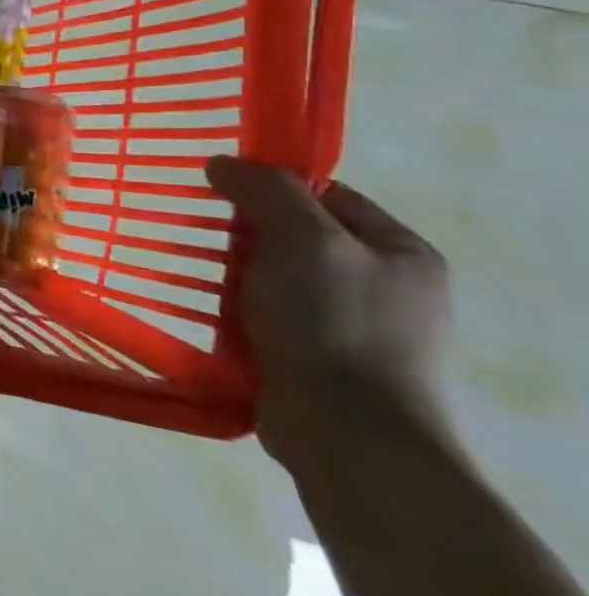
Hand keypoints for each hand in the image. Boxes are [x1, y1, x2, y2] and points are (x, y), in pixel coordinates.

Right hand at [206, 156, 451, 467]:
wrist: (345, 432)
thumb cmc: (332, 324)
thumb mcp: (303, 240)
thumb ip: (266, 191)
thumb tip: (222, 163)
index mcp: (401, 253)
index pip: (326, 195)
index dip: (271, 187)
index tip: (219, 192)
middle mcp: (385, 286)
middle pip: (297, 236)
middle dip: (246, 234)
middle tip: (203, 235)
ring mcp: (353, 326)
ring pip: (276, 277)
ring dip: (234, 273)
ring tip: (195, 273)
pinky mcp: (317, 359)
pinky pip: (267, 315)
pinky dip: (235, 309)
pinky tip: (208, 311)